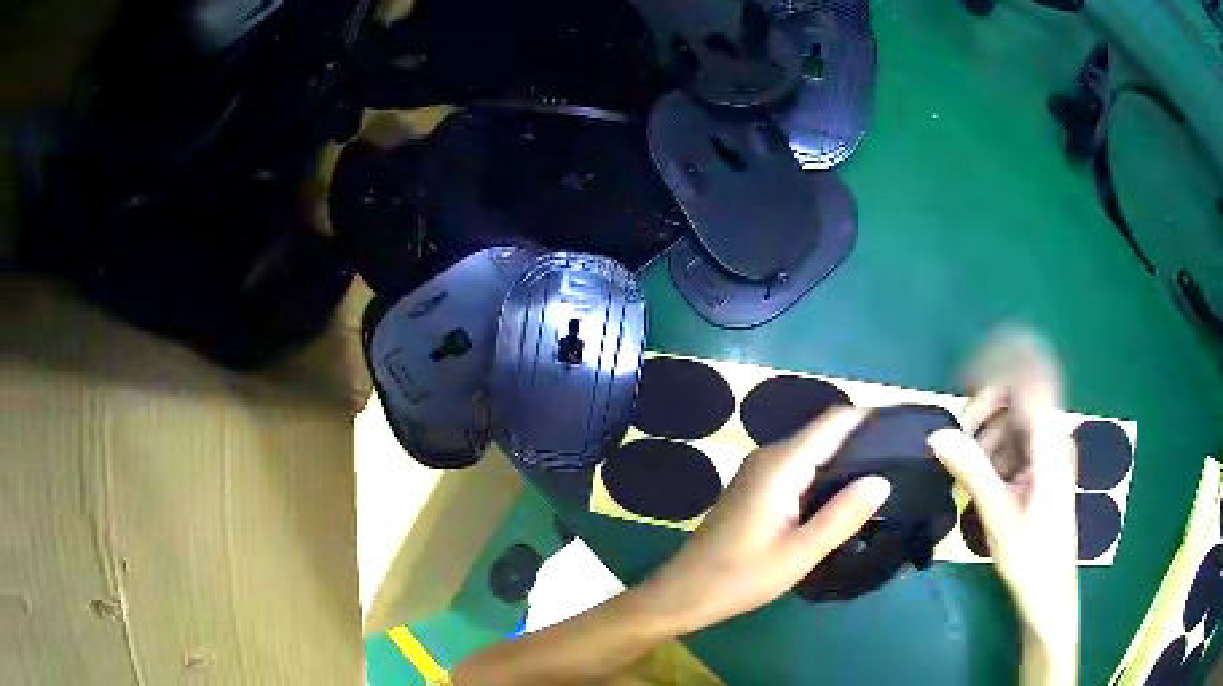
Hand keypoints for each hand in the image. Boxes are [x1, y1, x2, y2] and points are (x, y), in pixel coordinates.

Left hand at [640, 409, 891, 633]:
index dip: (872, 419)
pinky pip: (800, 468)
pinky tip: (847, 496)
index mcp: (781, 464)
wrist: (685, 591)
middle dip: (865, 441)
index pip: (835, 421)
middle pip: (826, 432)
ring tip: (886, 477)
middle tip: (904, 461)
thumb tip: (882, 480)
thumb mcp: (800, 553)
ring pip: (814, 451)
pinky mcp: (758, 487)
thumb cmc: (741, 576)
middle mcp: (770, 456)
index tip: (907, 431)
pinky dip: (827, 475)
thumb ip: (842, 515)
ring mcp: (761, 470)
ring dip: (847, 460)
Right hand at [927, 332, 1078, 681]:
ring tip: (969, 472)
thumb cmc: (1029, 556)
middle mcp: (1054, 437)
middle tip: (959, 438)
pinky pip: (1019, 439)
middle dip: (987, 407)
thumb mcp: (998, 515)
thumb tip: (937, 434)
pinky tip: (985, 480)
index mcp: (1050, 443)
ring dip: (990, 433)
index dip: (999, 364)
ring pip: (1017, 418)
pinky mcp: (1045, 465)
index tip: (964, 375)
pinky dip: (997, 449)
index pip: (1031, 378)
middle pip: (1020, 394)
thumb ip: (972, 469)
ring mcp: (1051, 450)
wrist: (1051, 589)